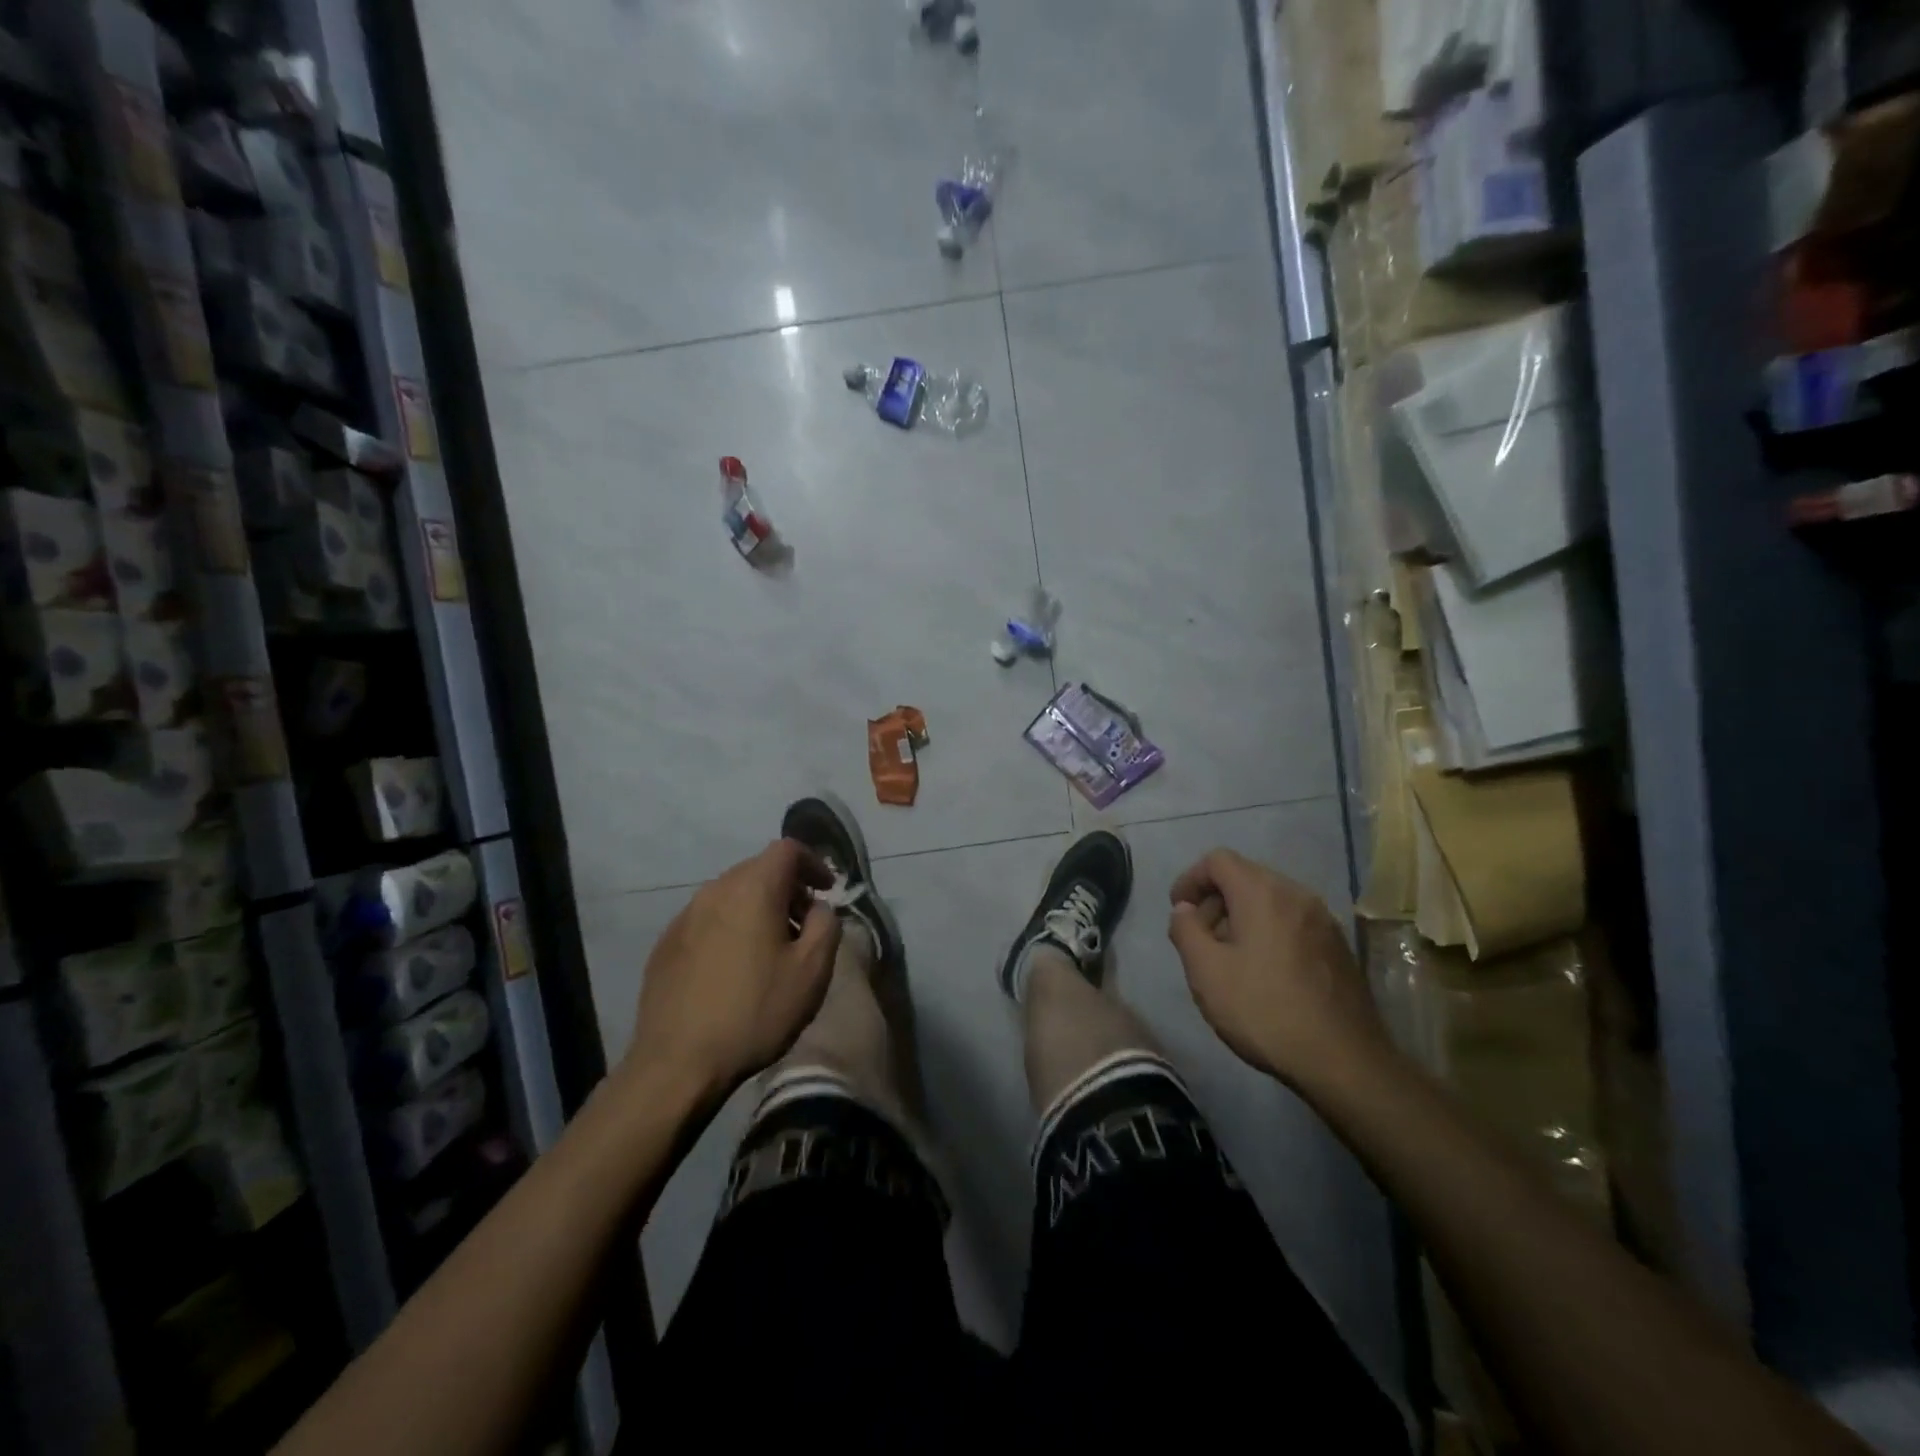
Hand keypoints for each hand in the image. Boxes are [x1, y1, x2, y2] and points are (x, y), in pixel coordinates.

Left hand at [622, 840, 840, 1106]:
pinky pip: (708, 920)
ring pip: (732, 895)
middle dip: (788, 888)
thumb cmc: (755, 1011)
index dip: (814, 864)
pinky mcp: (666, 944)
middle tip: (805, 924)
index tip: (827, 892)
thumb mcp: (812, 970)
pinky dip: (731, 927)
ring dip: (758, 909)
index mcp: (753, 888)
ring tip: (771, 948)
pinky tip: (735, 968)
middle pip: (758, 870)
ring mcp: (685, 916)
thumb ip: (827, 925)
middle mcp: (715, 890)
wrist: (677, 1063)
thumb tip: (818, 908)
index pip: (788, 849)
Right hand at [1167, 849, 1390, 1092]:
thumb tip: (1186, 909)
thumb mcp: (1206, 972)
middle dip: (1215, 899)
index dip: (1190, 879)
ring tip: (1229, 958)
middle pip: (1246, 876)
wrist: (1344, 1061)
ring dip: (1241, 916)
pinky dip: (1269, 930)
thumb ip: (1186, 930)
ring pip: (1271, 899)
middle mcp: (1297, 895)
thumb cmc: (1264, 1010)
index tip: (1178, 911)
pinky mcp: (1338, 946)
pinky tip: (1264, 972)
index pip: (1218, 860)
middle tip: (1200, 938)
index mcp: (1263, 893)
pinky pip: (1292, 921)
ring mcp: (1323, 920)